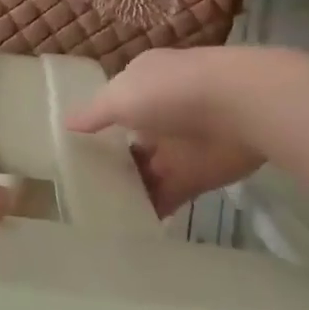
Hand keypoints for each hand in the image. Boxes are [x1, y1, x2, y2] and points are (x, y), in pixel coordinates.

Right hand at [67, 48, 263, 213]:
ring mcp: (178, 146)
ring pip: (145, 171)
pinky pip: (167, 196)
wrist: (243, 108)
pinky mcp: (197, 176)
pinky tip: (125, 226)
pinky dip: (150, 209)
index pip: (112, 105)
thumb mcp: (120, 96)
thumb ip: (94, 114)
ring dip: (126, 190)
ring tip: (92, 215)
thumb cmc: (173, 91)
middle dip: (107, 163)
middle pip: (127, 142)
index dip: (93, 127)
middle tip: (75, 191)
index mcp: (141, 83)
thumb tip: (66, 123)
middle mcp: (159, 112)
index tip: (69, 151)